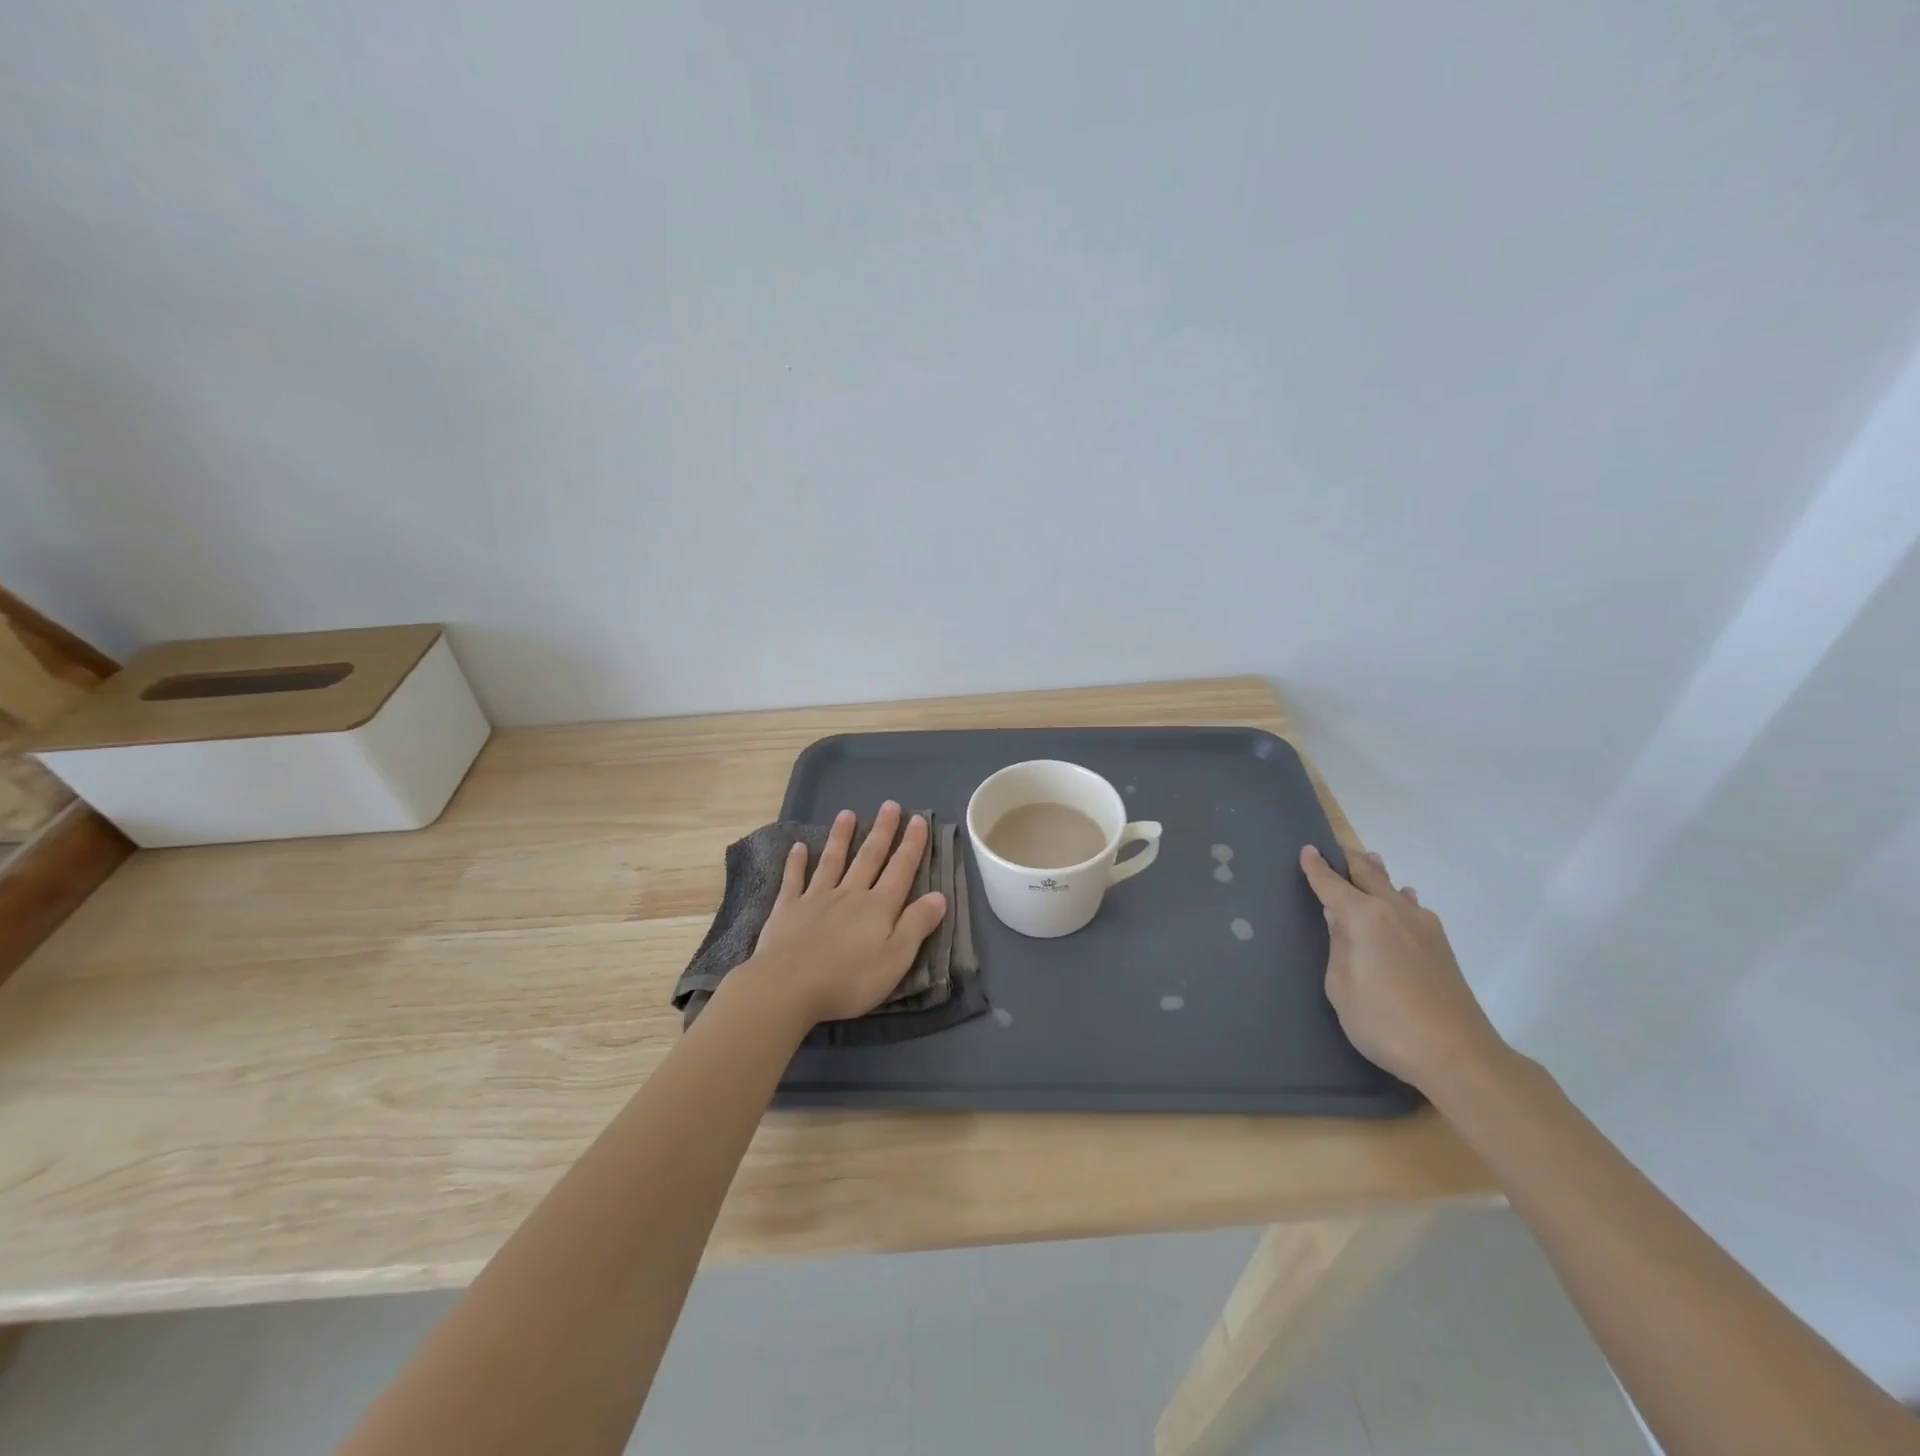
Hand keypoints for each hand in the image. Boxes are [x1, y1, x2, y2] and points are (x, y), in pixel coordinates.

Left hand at [734, 802, 947, 1025]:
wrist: (788, 987)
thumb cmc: (849, 980)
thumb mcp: (895, 959)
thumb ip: (917, 925)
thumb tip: (939, 895)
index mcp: (878, 907)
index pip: (900, 870)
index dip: (912, 845)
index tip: (918, 820)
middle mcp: (849, 894)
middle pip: (869, 857)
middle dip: (882, 831)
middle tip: (890, 805)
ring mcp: (816, 898)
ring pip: (832, 861)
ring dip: (841, 836)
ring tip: (847, 813)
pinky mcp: (787, 909)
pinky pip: (794, 879)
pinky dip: (796, 862)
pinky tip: (798, 846)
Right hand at [1299, 844, 1506, 1093]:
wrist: (1458, 1055)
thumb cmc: (1385, 1021)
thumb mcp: (1341, 986)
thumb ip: (1338, 946)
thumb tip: (1339, 920)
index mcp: (1365, 917)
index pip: (1333, 884)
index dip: (1317, 868)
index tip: (1307, 850)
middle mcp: (1395, 911)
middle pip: (1369, 875)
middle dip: (1349, 860)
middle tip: (1335, 848)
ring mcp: (1424, 927)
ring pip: (1394, 888)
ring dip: (1378, 874)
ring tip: (1369, 861)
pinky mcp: (1441, 946)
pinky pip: (1413, 907)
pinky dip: (1399, 896)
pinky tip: (1403, 899)